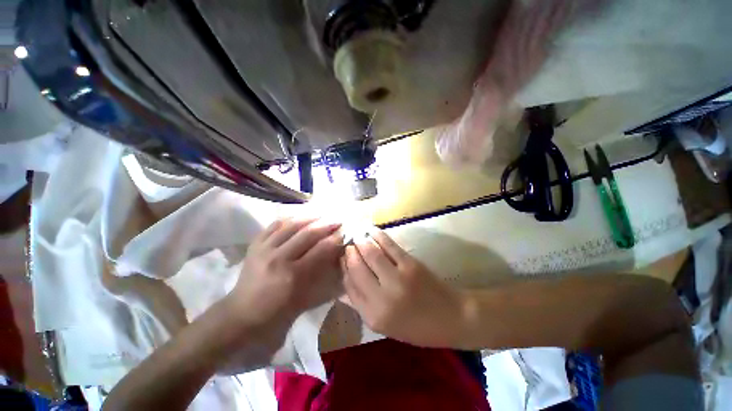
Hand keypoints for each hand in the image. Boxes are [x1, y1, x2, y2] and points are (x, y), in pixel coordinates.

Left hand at [226, 218, 344, 334]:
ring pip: (291, 224)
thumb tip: (335, 254)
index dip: (335, 238)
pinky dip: (289, 218)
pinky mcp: (255, 244)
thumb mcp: (304, 298)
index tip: (345, 231)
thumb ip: (321, 274)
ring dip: (310, 217)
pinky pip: (275, 225)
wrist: (241, 314)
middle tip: (338, 219)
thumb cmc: (277, 312)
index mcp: (293, 275)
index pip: (320, 249)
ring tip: (322, 214)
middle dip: (326, 224)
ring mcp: (264, 248)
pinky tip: (299, 216)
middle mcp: (278, 258)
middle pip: (308, 233)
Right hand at [341, 228, 466, 347]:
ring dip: (361, 242)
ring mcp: (397, 278)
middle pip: (357, 268)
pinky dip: (378, 235)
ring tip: (357, 236)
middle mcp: (382, 298)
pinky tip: (371, 231)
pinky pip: (388, 246)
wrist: (451, 317)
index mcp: (374, 316)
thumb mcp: (385, 325)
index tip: (342, 259)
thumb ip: (363, 304)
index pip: (350, 286)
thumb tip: (347, 278)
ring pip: (370, 254)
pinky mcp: (410, 264)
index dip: (344, 269)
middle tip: (348, 245)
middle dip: (350, 253)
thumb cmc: (417, 326)